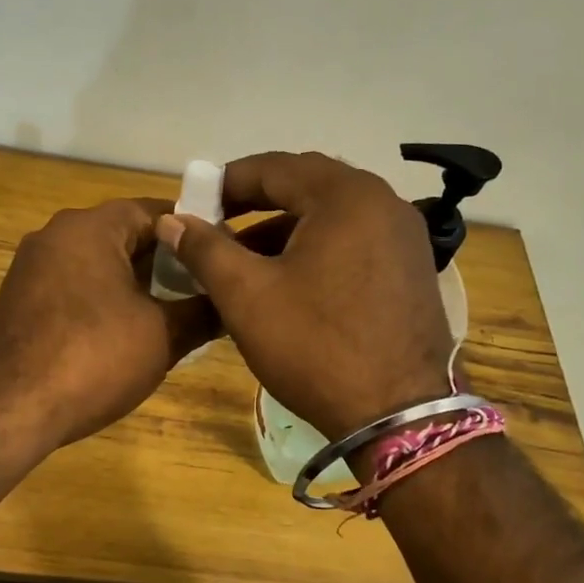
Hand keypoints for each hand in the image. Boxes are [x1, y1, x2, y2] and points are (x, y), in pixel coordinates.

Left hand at [0, 198, 216, 448]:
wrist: (6, 408)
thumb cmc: (92, 358)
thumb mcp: (162, 336)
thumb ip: (203, 312)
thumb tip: (233, 303)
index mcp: (91, 227)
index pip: (154, 210)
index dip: (194, 231)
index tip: (222, 255)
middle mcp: (56, 235)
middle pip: (124, 235)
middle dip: (165, 261)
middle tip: (204, 288)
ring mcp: (31, 268)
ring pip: (97, 263)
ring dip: (134, 284)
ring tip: (172, 313)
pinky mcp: (19, 301)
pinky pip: (73, 288)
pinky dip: (102, 301)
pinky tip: (125, 333)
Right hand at [156, 152, 452, 438]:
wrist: (399, 414)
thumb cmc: (315, 347)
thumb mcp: (247, 296)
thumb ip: (205, 250)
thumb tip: (172, 220)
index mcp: (346, 196)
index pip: (274, 167)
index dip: (226, 182)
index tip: (194, 205)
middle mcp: (383, 202)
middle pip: (307, 185)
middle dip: (256, 201)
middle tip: (217, 225)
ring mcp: (404, 237)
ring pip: (331, 215)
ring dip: (285, 228)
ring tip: (245, 259)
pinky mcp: (411, 269)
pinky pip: (354, 240)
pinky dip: (316, 248)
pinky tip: (290, 280)